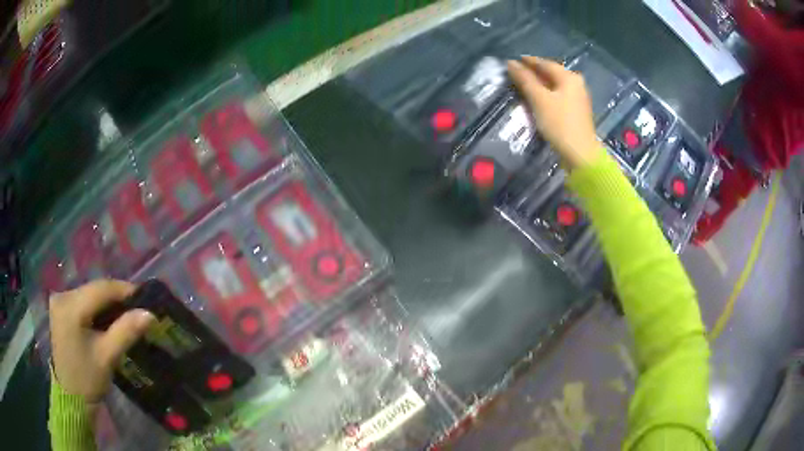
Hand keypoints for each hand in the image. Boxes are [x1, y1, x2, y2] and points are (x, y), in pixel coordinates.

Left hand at [49, 280, 154, 402]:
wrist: (71, 397)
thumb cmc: (88, 379)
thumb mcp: (107, 356)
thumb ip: (126, 331)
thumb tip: (149, 314)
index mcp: (71, 306)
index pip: (101, 288)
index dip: (124, 290)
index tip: (144, 297)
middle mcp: (62, 296)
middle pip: (94, 289)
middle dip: (116, 297)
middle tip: (137, 308)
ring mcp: (59, 301)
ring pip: (88, 294)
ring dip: (106, 303)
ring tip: (125, 313)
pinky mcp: (60, 309)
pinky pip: (82, 301)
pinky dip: (96, 308)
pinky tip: (106, 318)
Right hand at [508, 56, 600, 169]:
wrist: (580, 154)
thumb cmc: (559, 123)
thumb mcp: (539, 99)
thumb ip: (525, 80)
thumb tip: (511, 63)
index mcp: (568, 77)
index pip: (545, 63)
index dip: (528, 61)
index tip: (512, 61)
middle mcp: (576, 84)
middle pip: (551, 73)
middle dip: (533, 72)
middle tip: (516, 72)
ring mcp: (577, 98)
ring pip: (554, 85)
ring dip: (539, 83)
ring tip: (523, 84)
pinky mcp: (576, 111)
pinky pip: (557, 96)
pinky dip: (546, 94)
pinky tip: (536, 98)